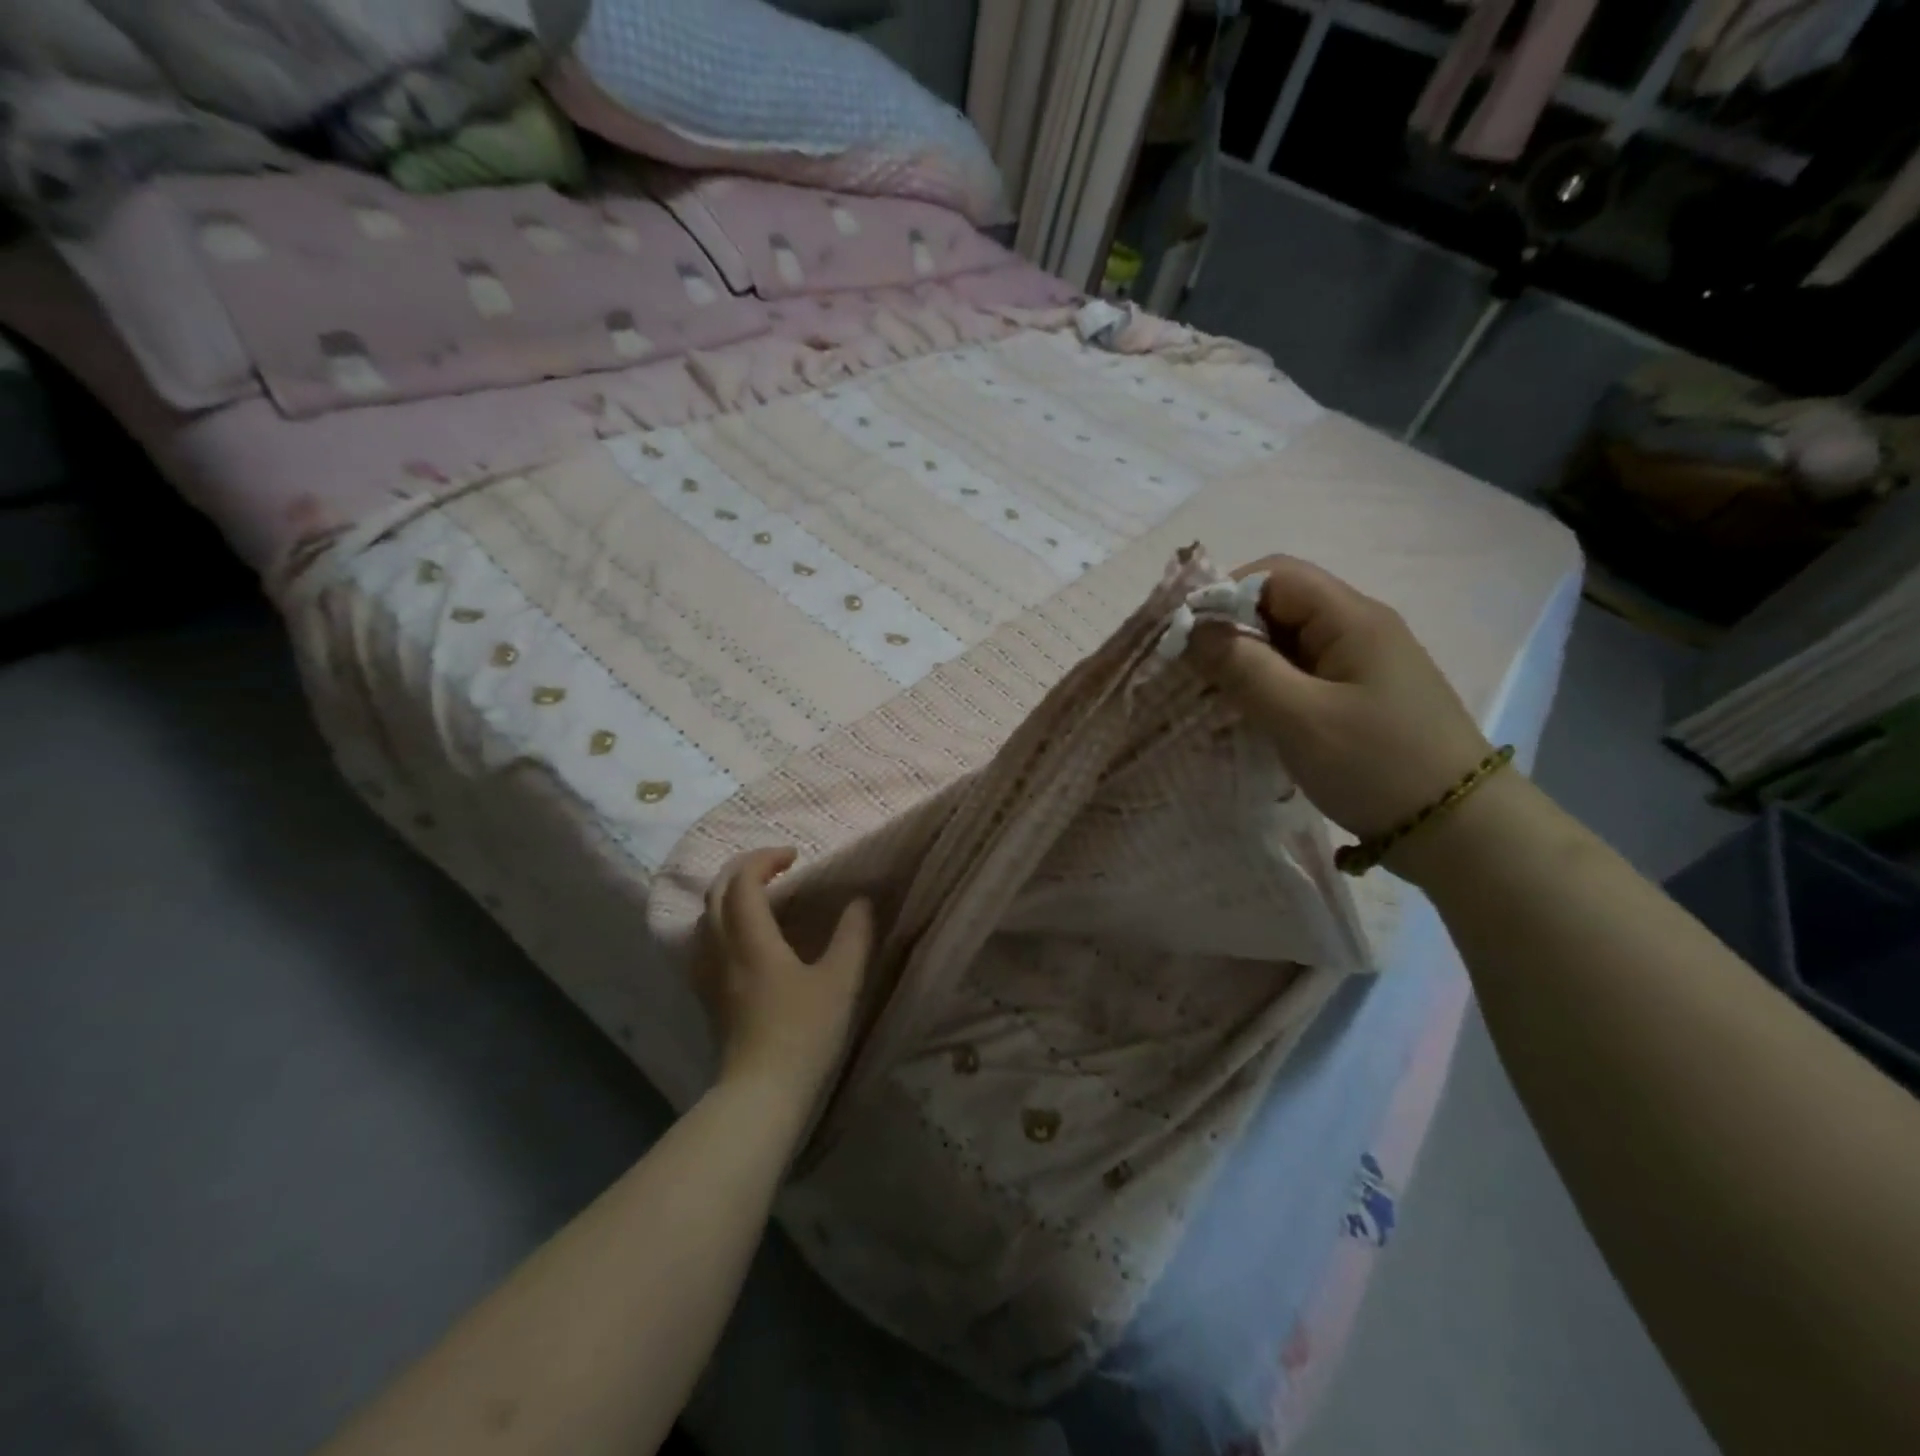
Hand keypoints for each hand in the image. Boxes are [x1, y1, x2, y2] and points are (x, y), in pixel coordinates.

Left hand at [699, 847, 874, 1099]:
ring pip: (705, 918)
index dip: (765, 859)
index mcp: (752, 939)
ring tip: (760, 896)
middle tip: (775, 866)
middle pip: (717, 893)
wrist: (761, 1093)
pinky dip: (721, 923)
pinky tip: (743, 939)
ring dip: (729, 895)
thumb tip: (860, 902)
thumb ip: (854, 935)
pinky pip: (704, 943)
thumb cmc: (803, 1033)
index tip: (795, 857)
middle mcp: (722, 949)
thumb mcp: (841, 981)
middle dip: (743, 869)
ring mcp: (709, 975)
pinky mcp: (708, 997)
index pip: (744, 881)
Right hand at [1186, 555, 1492, 843]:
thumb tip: (1194, 629)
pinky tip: (1250, 716)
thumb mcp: (1300, 717)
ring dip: (1247, 664)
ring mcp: (1361, 664)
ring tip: (1214, 698)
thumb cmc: (1377, 765)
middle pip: (1280, 606)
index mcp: (1351, 618)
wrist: (1459, 830)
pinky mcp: (1359, 697)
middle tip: (1194, 674)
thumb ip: (1243, 668)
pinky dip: (1268, 687)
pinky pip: (1301, 674)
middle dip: (1231, 633)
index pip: (1275, 575)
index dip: (1225, 595)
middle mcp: (1358, 629)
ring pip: (1287, 643)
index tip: (1187, 638)